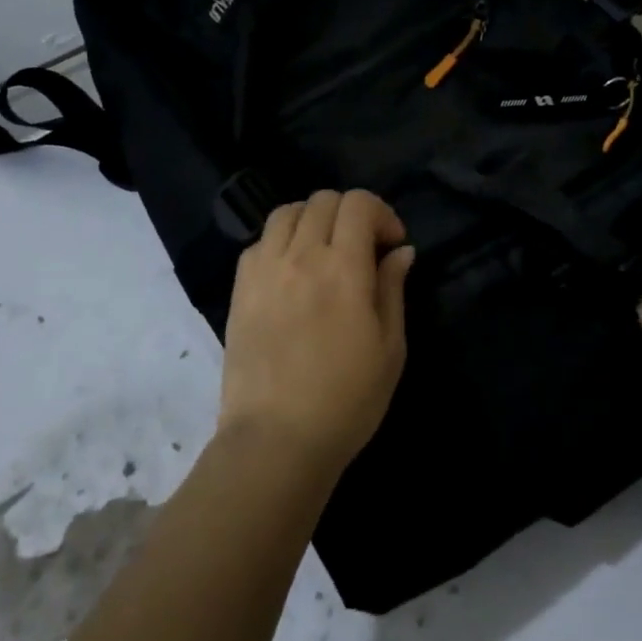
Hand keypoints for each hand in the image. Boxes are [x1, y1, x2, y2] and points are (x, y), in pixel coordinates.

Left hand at [219, 189, 415, 478]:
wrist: (277, 440)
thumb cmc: (347, 399)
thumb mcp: (390, 347)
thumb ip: (393, 289)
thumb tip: (401, 251)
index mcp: (343, 268)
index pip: (358, 203)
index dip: (381, 212)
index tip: (391, 244)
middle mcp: (300, 256)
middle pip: (323, 200)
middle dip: (350, 213)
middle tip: (362, 248)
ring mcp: (264, 270)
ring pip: (287, 212)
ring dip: (313, 220)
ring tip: (324, 251)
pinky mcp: (240, 289)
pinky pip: (259, 242)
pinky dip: (281, 242)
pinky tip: (292, 271)